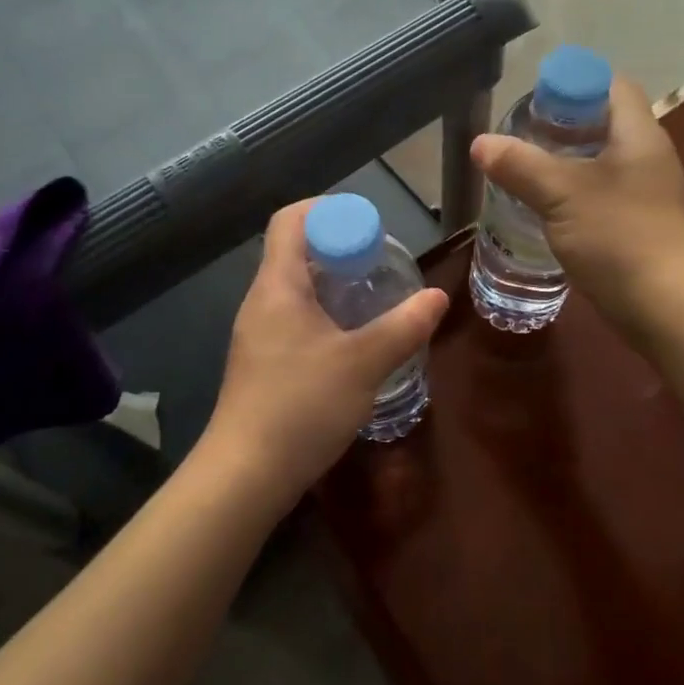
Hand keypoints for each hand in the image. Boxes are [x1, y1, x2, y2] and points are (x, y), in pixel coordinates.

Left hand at [206, 200, 448, 509]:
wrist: (245, 474)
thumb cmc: (301, 406)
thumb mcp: (364, 363)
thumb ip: (404, 327)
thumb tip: (438, 297)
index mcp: (278, 286)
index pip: (291, 220)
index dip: (328, 209)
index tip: (368, 226)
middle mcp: (261, 301)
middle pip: (295, 251)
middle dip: (339, 248)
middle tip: (380, 264)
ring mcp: (257, 333)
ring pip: (296, 288)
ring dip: (333, 284)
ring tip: (373, 298)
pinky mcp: (261, 362)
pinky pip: (293, 318)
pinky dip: (324, 314)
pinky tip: (351, 340)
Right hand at [471, 75, 683, 337]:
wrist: (665, 307)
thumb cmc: (618, 237)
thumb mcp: (561, 195)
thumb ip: (520, 165)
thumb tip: (480, 143)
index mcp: (640, 135)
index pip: (613, 86)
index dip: (576, 83)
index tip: (537, 101)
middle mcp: (649, 156)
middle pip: (605, 122)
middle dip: (563, 125)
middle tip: (523, 136)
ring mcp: (648, 192)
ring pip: (602, 160)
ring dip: (567, 161)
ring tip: (526, 170)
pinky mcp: (640, 224)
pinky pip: (604, 192)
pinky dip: (576, 191)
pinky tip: (547, 207)